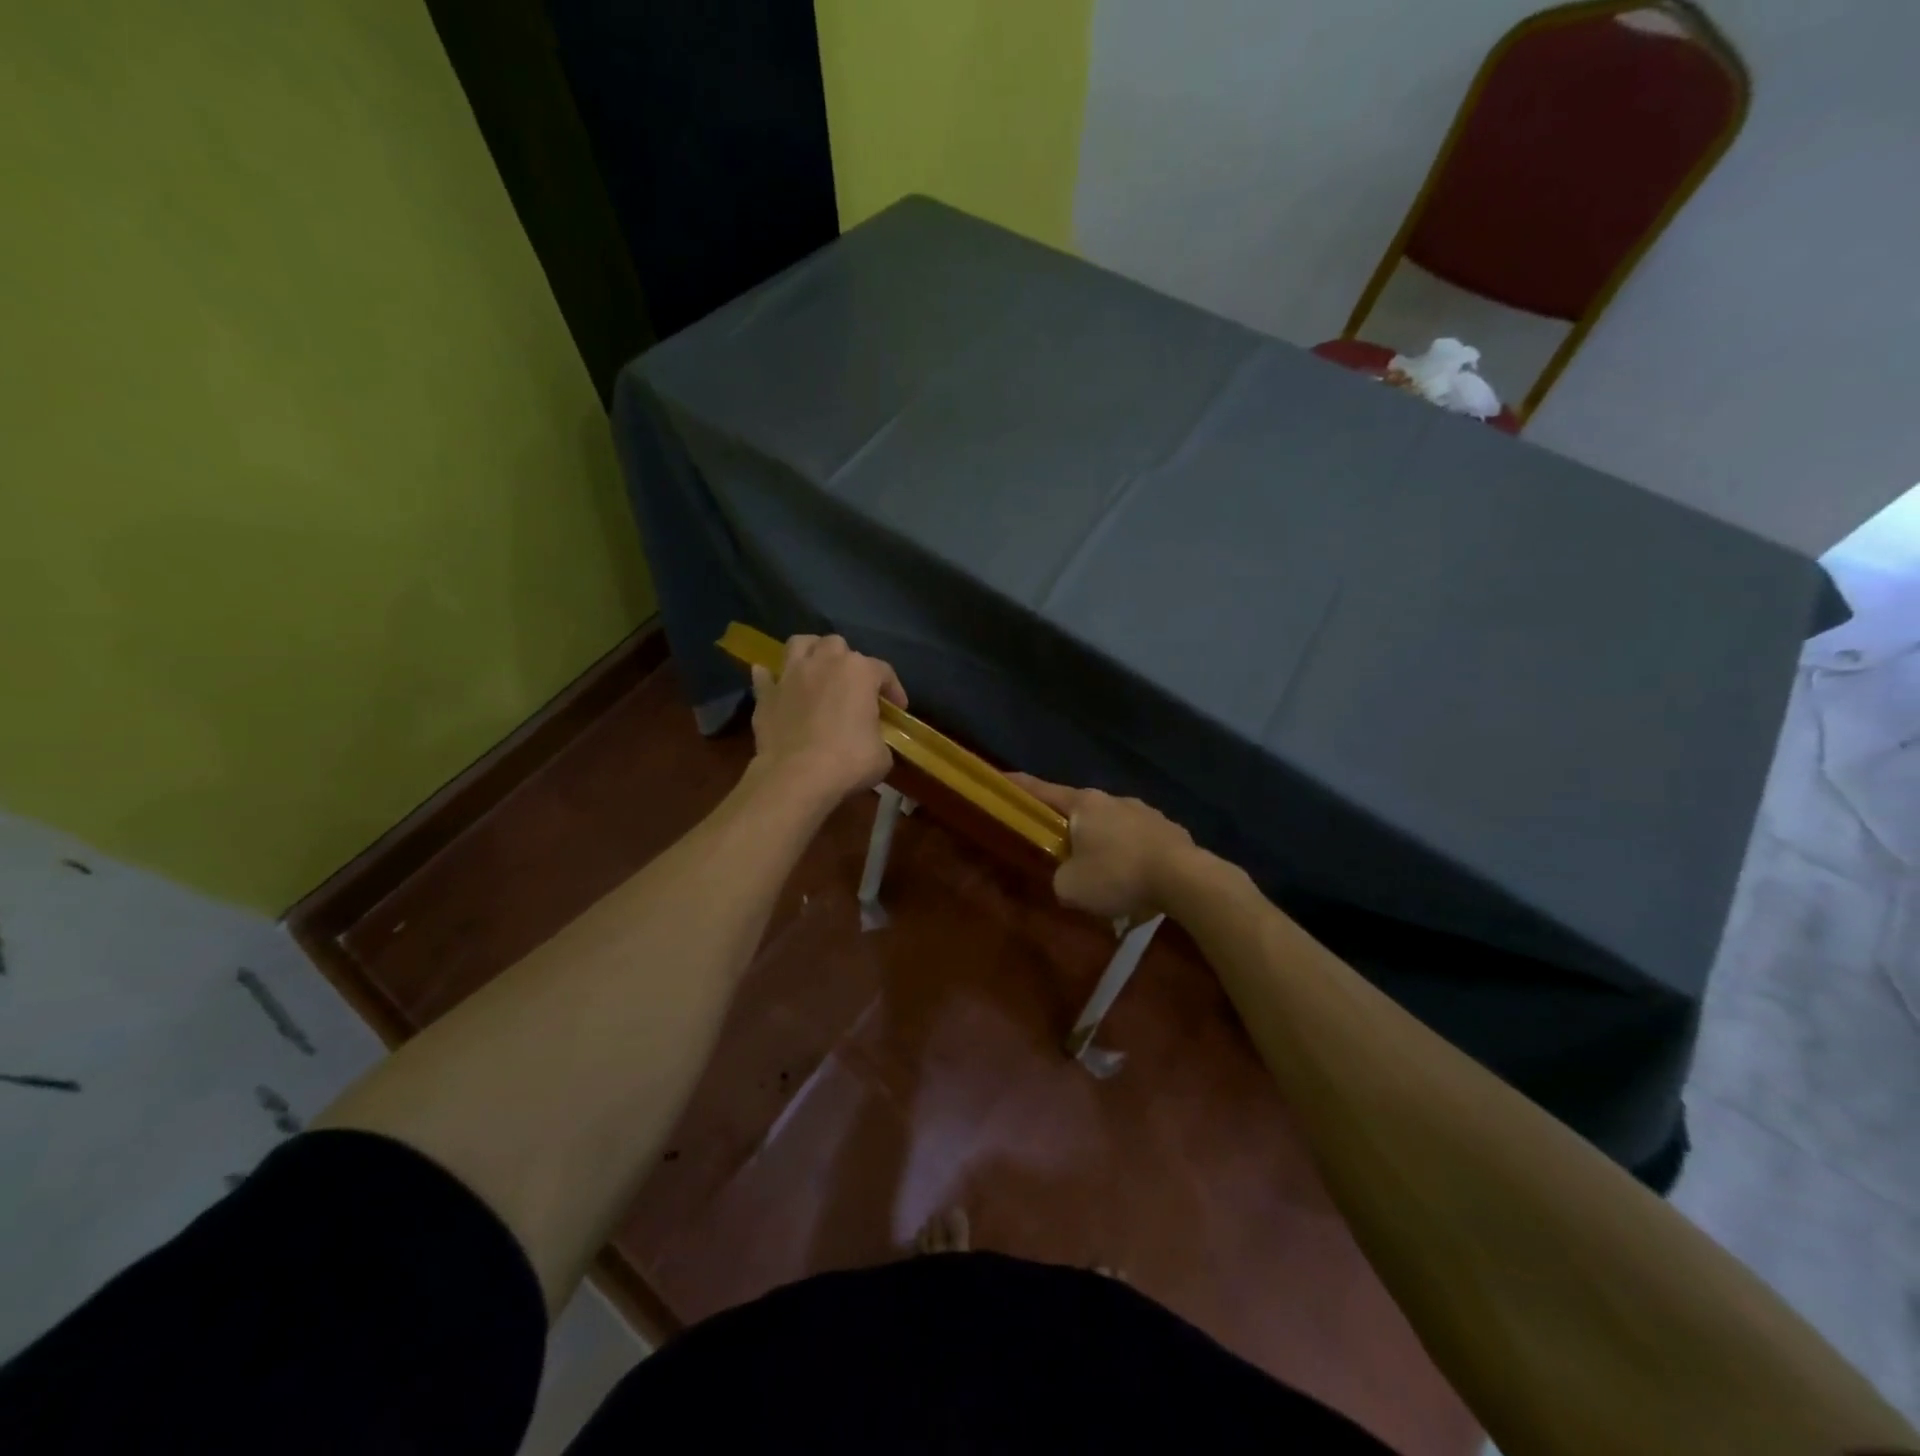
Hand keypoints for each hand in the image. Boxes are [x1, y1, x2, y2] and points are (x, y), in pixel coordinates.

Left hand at [749, 634, 906, 807]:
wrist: (797, 777)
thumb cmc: (849, 762)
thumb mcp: (882, 754)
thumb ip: (879, 736)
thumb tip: (871, 739)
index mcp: (859, 672)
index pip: (884, 671)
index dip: (893, 689)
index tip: (897, 709)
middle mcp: (824, 662)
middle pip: (838, 645)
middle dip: (847, 661)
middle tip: (852, 686)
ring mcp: (791, 675)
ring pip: (799, 644)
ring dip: (810, 652)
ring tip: (815, 670)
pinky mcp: (766, 694)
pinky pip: (765, 676)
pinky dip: (771, 678)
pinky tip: (777, 686)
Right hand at [1009, 774, 1195, 921]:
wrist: (1184, 879)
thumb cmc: (1117, 874)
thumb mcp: (1070, 887)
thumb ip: (1059, 878)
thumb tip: (1068, 877)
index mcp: (1084, 804)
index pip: (1042, 791)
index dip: (1019, 787)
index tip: (1003, 779)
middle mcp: (1114, 800)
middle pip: (1081, 811)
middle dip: (1069, 829)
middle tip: (1061, 852)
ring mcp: (1146, 812)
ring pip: (1113, 827)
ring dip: (1104, 845)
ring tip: (1105, 876)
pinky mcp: (1170, 831)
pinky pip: (1140, 842)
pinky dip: (1131, 857)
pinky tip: (1135, 882)